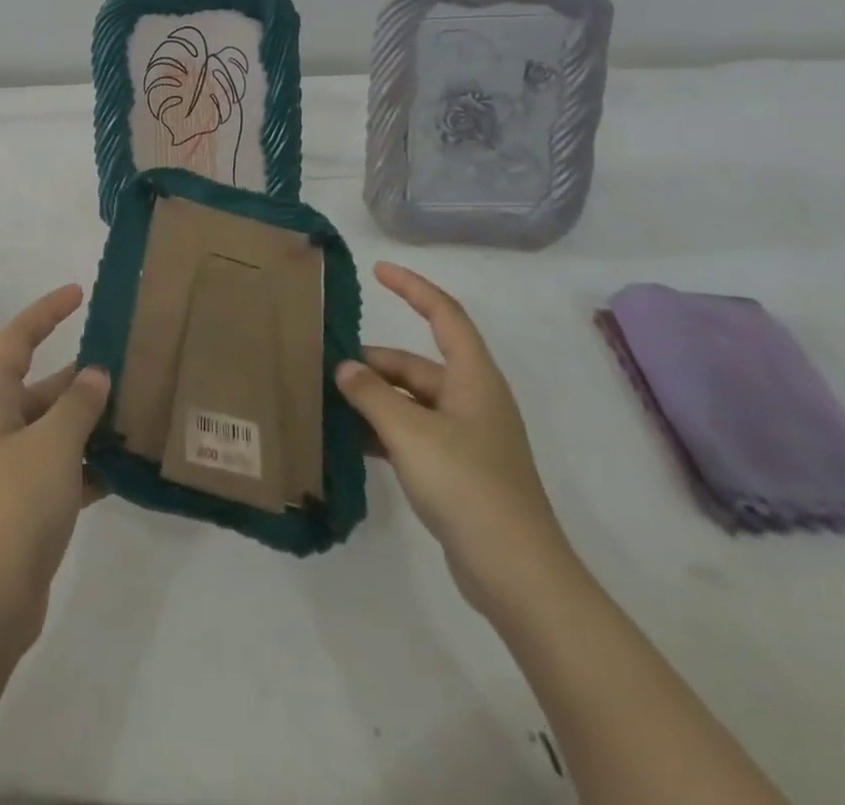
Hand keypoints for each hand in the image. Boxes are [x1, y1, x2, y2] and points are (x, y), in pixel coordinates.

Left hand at [0, 284, 111, 646]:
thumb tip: (95, 374)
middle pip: (43, 385)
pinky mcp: (27, 503)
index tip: (79, 294)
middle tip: (130, 366)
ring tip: (138, 413)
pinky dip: (90, 464)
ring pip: (57, 428)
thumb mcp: (54, 443)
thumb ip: (78, 404)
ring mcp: (11, 467)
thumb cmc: (16, 504)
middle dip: (83, 377)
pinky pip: (63, 468)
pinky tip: (126, 468)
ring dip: (92, 422)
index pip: (18, 338)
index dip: (47, 311)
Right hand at [336, 262, 573, 616]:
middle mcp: (472, 400)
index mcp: (473, 379)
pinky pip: (413, 433)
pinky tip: (352, 442)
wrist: (517, 573)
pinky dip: (384, 431)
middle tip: (327, 369)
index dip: (413, 288)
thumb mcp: (410, 433)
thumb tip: (344, 368)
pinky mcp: (459, 469)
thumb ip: (371, 395)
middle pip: (417, 364)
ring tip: (330, 403)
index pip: (444, 315)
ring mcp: (467, 437)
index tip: (378, 271)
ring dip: (375, 399)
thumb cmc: (467, 485)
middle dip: (374, 364)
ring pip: (411, 401)